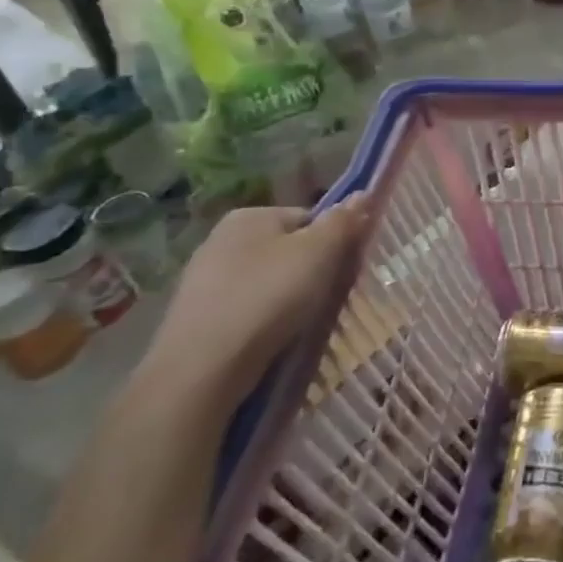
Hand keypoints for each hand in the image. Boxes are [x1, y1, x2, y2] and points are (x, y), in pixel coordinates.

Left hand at [133, 198, 372, 415]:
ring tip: (303, 322)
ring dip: (290, 297)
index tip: (346, 269)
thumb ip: (344, 221)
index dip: (334, 242)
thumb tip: (364, 193)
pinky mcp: (198, 316)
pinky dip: (266, 319)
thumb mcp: (320, 252)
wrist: (203, 368)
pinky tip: (274, 338)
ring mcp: (205, 279)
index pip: (310, 218)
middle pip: (289, 248)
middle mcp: (221, 239)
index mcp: (250, 215)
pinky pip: (248, 307)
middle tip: (329, 297)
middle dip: (312, 270)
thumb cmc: (269, 297)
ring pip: (269, 280)